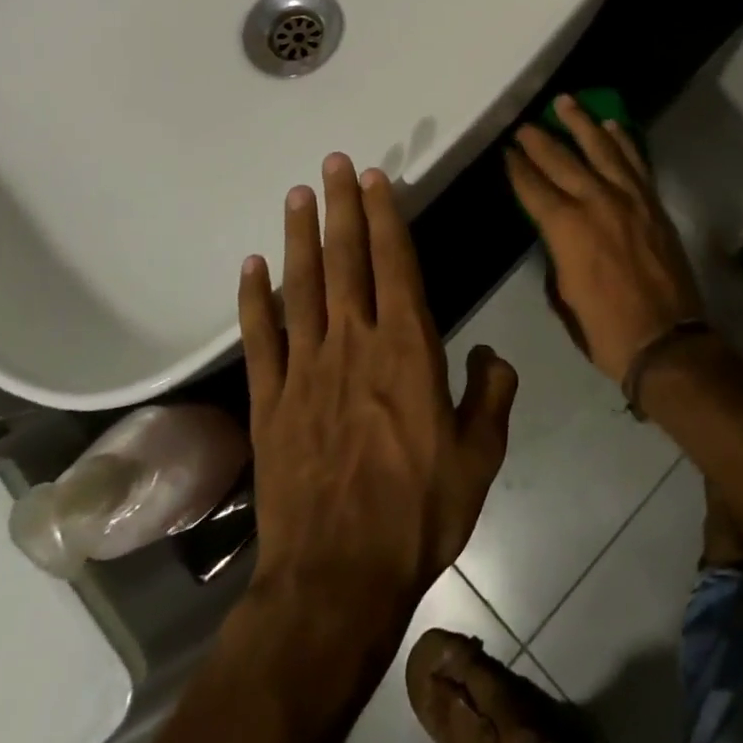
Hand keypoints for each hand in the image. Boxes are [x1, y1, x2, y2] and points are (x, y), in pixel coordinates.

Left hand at [238, 155, 518, 632]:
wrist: (337, 578)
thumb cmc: (418, 512)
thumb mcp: (480, 455)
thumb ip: (491, 394)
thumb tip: (490, 354)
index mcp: (407, 350)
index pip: (396, 265)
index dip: (386, 217)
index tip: (376, 179)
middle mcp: (354, 344)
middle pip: (346, 260)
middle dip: (341, 208)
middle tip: (333, 164)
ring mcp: (305, 370)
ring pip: (302, 287)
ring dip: (299, 238)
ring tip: (296, 196)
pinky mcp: (270, 401)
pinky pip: (260, 338)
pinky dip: (254, 299)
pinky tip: (251, 267)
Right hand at [505, 96, 704, 381]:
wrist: (667, 341)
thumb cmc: (605, 329)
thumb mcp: (564, 294)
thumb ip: (557, 253)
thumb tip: (557, 232)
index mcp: (566, 228)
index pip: (533, 187)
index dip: (516, 167)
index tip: (506, 151)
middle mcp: (596, 202)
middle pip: (561, 160)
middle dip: (539, 139)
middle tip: (525, 124)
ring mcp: (629, 198)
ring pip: (601, 148)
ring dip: (581, 123)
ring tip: (565, 102)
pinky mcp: (653, 203)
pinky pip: (635, 162)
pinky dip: (622, 141)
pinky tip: (610, 126)